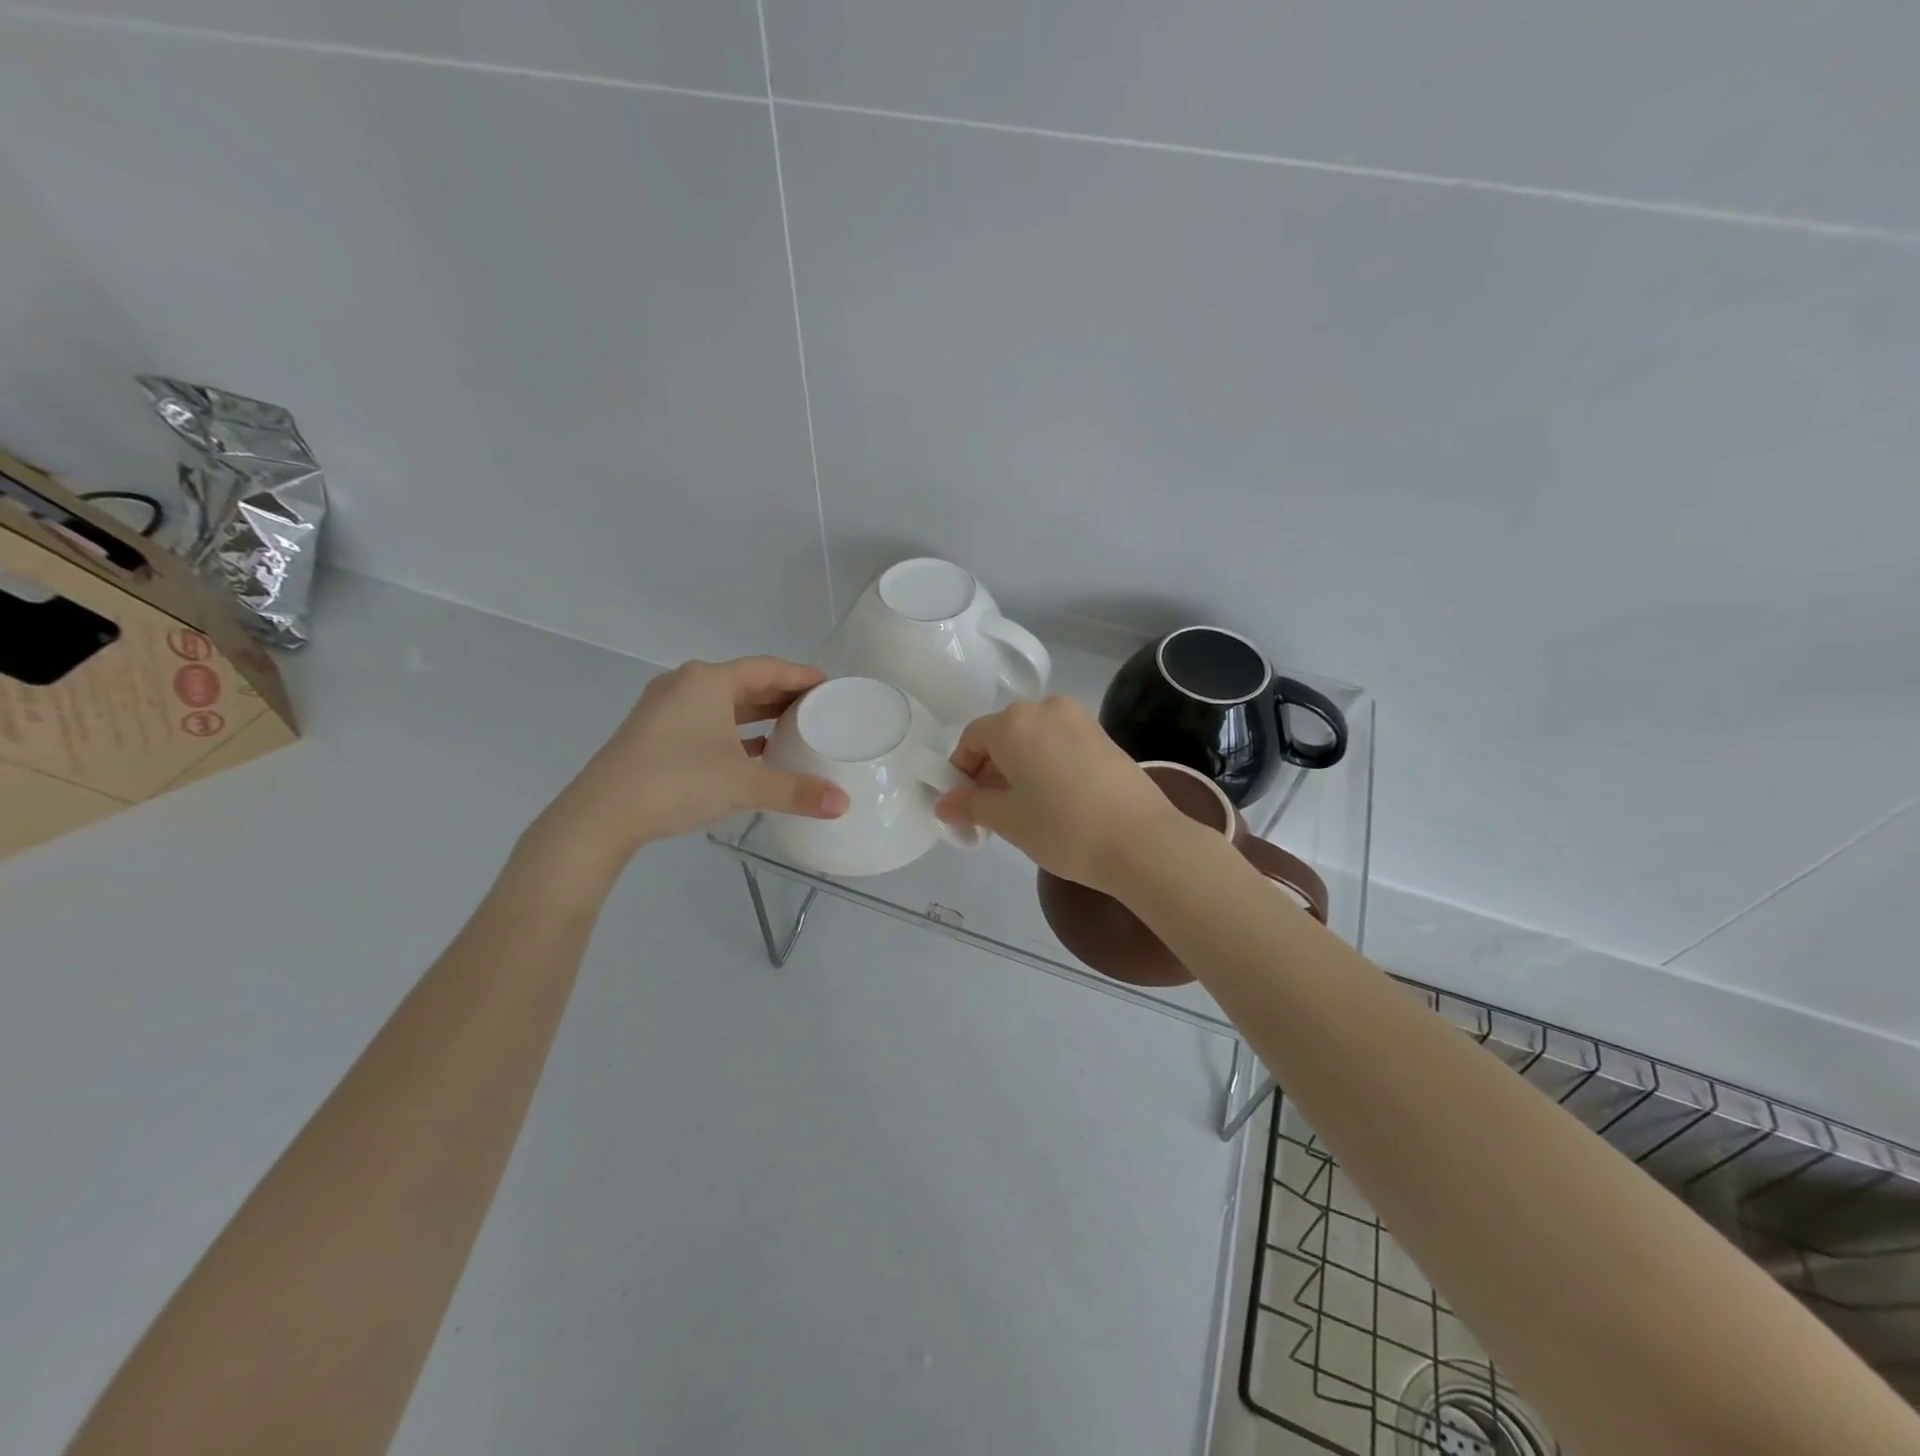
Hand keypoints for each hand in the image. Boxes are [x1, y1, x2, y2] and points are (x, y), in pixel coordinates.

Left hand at [528, 657, 848, 871]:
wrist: (600, 815)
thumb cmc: (676, 781)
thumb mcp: (743, 784)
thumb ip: (795, 791)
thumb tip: (843, 804)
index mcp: (708, 681)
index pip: (767, 668)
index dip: (801, 675)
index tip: (829, 685)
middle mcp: (685, 685)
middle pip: (745, 682)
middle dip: (781, 695)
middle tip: (817, 708)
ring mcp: (664, 709)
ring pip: (723, 704)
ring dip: (757, 715)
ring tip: (792, 728)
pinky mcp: (653, 733)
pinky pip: (705, 721)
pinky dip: (733, 731)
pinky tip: (753, 753)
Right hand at [935, 697, 1191, 894]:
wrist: (1141, 841)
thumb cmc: (1062, 828)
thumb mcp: (1007, 820)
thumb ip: (970, 804)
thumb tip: (944, 803)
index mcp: (1013, 722)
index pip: (971, 739)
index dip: (960, 773)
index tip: (964, 807)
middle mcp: (1045, 708)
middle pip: (1003, 736)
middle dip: (990, 771)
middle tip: (991, 813)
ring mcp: (1079, 719)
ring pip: (1033, 739)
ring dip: (1019, 767)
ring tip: (1025, 809)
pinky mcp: (1103, 735)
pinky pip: (1060, 743)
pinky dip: (1047, 764)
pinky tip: (1056, 800)